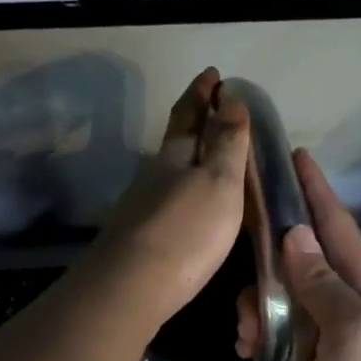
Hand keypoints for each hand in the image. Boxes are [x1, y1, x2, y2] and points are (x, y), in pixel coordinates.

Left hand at [80, 69, 249, 333]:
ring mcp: (143, 205)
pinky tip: (190, 199)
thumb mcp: (218, 181)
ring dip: (189, 153)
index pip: (189, 113)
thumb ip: (226, 142)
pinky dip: (184, 186)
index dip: (202, 92)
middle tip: (212, 103)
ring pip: (170, 168)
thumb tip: (230, 97)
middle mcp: (155, 173)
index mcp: (176, 155)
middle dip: (194, 117)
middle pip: (175, 138)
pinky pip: (168, 196)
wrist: (131, 287)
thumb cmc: (185, 231)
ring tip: (210, 151)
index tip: (213, 73)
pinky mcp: (141, 235)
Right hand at [245, 151, 360, 360]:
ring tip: (244, 329)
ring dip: (263, 303)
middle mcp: (355, 307)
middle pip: (307, 260)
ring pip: (291, 300)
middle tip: (240, 256)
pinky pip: (287, 336)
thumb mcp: (353, 331)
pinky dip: (265, 334)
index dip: (317, 192)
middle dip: (273, 253)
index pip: (339, 227)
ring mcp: (338, 342)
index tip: (294, 156)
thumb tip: (298, 236)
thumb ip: (323, 283)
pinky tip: (247, 346)